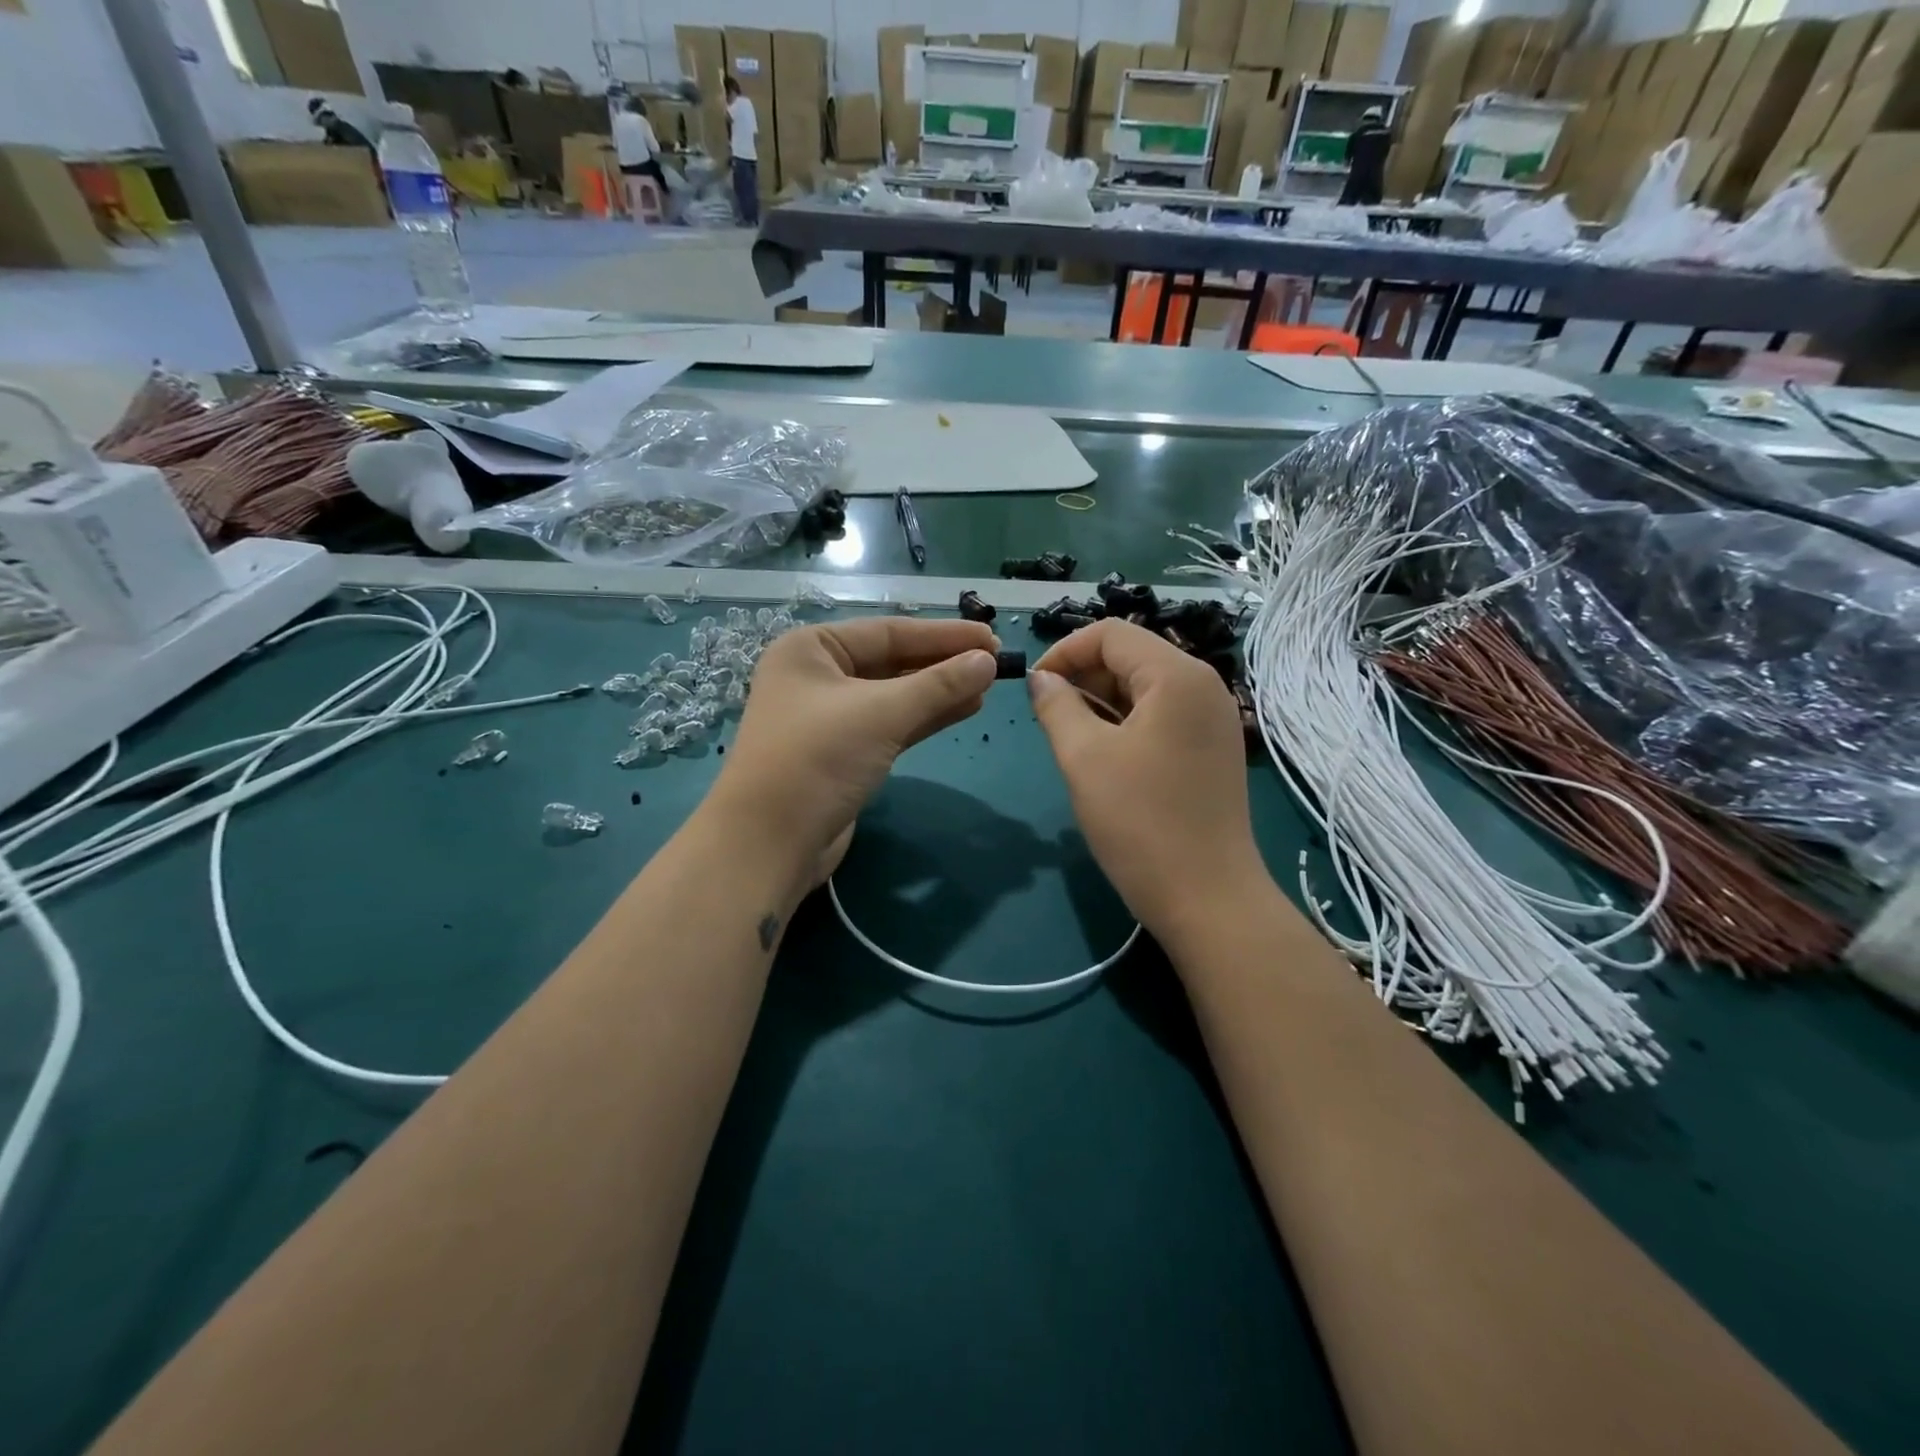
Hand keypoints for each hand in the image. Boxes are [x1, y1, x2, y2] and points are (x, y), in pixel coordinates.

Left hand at [711, 618, 999, 886]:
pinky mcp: (843, 752)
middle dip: (943, 663)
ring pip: (895, 695)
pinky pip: (892, 724)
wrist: (770, 843)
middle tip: (996, 663)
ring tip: (987, 686)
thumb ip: (938, 685)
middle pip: (892, 661)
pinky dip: (925, 717)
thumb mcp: (881, 713)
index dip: (944, 635)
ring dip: (939, 691)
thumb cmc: (817, 759)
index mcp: (811, 649)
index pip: (889, 631)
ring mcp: (830, 717)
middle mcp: (817, 676)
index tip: (992, 638)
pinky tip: (963, 710)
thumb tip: (989, 662)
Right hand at [1028, 620, 1263, 944]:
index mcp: (1177, 675)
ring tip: (1068, 736)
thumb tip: (1042, 680)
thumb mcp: (1084, 757)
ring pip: (1145, 687)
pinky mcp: (1212, 748)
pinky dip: (1126, 721)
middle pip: (1131, 656)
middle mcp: (1203, 685)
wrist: (1207, 898)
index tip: (1033, 688)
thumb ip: (1056, 706)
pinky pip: (1161, 715)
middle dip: (1083, 676)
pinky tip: (1102, 752)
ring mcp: (1212, 718)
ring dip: (1101, 700)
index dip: (1064, 652)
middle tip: (1047, 717)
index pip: (1111, 634)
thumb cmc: (1140, 822)